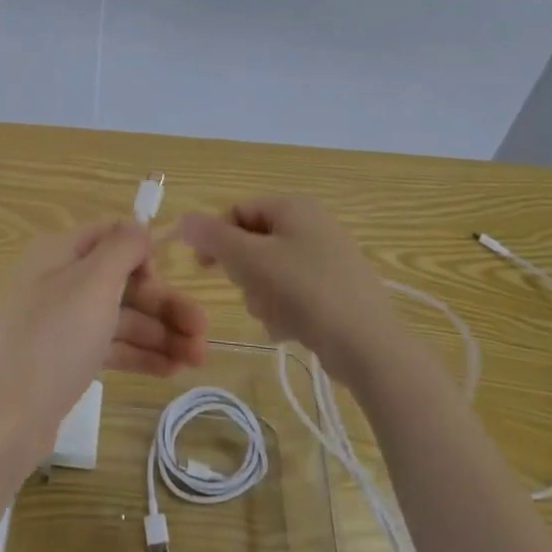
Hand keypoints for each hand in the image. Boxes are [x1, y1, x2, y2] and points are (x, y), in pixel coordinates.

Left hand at [0, 221, 208, 473]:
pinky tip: (173, 371)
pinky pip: (110, 346)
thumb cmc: (54, 338)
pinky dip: (141, 355)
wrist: (6, 419)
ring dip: (161, 333)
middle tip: (204, 331)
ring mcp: (62, 322)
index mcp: (59, 252)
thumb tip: (140, 227)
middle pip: (122, 281)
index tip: (172, 276)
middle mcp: (59, 281)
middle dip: (165, 303)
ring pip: (121, 317)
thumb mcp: (92, 283)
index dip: (144, 252)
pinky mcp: (65, 359)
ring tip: (198, 360)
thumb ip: (122, 248)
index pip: (110, 236)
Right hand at [175, 196, 393, 379]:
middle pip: (253, 243)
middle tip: (250, 291)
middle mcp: (313, 225)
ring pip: (270, 272)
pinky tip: (290, 328)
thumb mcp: (251, 259)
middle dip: (244, 273)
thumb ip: (214, 237)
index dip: (215, 237)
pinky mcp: (336, 290)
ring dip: (262, 296)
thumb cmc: (305, 290)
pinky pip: (293, 293)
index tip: (203, 267)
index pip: (238, 211)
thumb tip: (184, 219)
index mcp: (294, 207)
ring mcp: (328, 259)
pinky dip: (284, 310)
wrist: (367, 343)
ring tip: (274, 315)